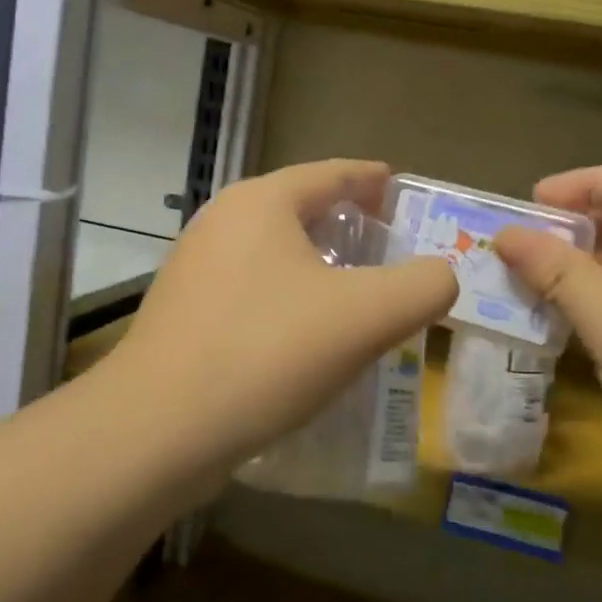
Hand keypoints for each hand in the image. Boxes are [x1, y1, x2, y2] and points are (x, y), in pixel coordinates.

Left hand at [103, 160, 456, 486]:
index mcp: (262, 203)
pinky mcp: (181, 313)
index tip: (399, 190)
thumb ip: (423, 286)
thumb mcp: (367, 316)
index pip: (330, 173)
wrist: (159, 428)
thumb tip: (441, 276)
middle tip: (387, 248)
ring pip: (271, 253)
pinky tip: (303, 336)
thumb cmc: (268, 353)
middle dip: (344, 223)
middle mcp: (221, 222)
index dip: (371, 179)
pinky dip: (285, 299)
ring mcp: (193, 268)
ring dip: (314, 266)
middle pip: (298, 209)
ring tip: (352, 294)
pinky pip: (249, 290)